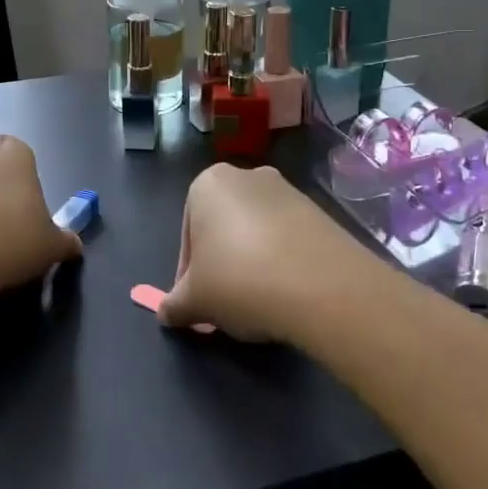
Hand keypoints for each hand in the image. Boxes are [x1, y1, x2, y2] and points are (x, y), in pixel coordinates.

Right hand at [159, 164, 352, 341]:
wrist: (322, 285)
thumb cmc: (239, 280)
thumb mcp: (196, 301)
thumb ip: (175, 304)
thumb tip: (165, 313)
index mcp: (208, 184)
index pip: (187, 234)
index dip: (189, 274)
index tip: (198, 303)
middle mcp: (246, 176)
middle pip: (223, 227)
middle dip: (222, 263)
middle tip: (226, 303)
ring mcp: (287, 190)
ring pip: (256, 232)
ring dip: (253, 262)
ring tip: (260, 301)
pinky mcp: (319, 211)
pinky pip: (288, 238)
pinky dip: (282, 261)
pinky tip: (287, 292)